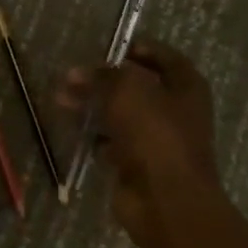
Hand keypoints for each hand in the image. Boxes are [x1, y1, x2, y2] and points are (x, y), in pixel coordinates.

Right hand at [61, 38, 230, 247]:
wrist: (166, 199)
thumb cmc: (154, 135)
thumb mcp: (127, 91)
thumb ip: (103, 76)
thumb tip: (77, 73)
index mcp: (185, 88)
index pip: (165, 58)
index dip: (139, 49)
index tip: (111, 48)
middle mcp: (176, 112)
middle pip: (137, 87)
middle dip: (103, 80)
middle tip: (72, 76)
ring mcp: (158, 140)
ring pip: (121, 115)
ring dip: (93, 106)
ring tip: (62, 100)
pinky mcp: (140, 165)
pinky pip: (114, 142)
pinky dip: (95, 135)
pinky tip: (74, 129)